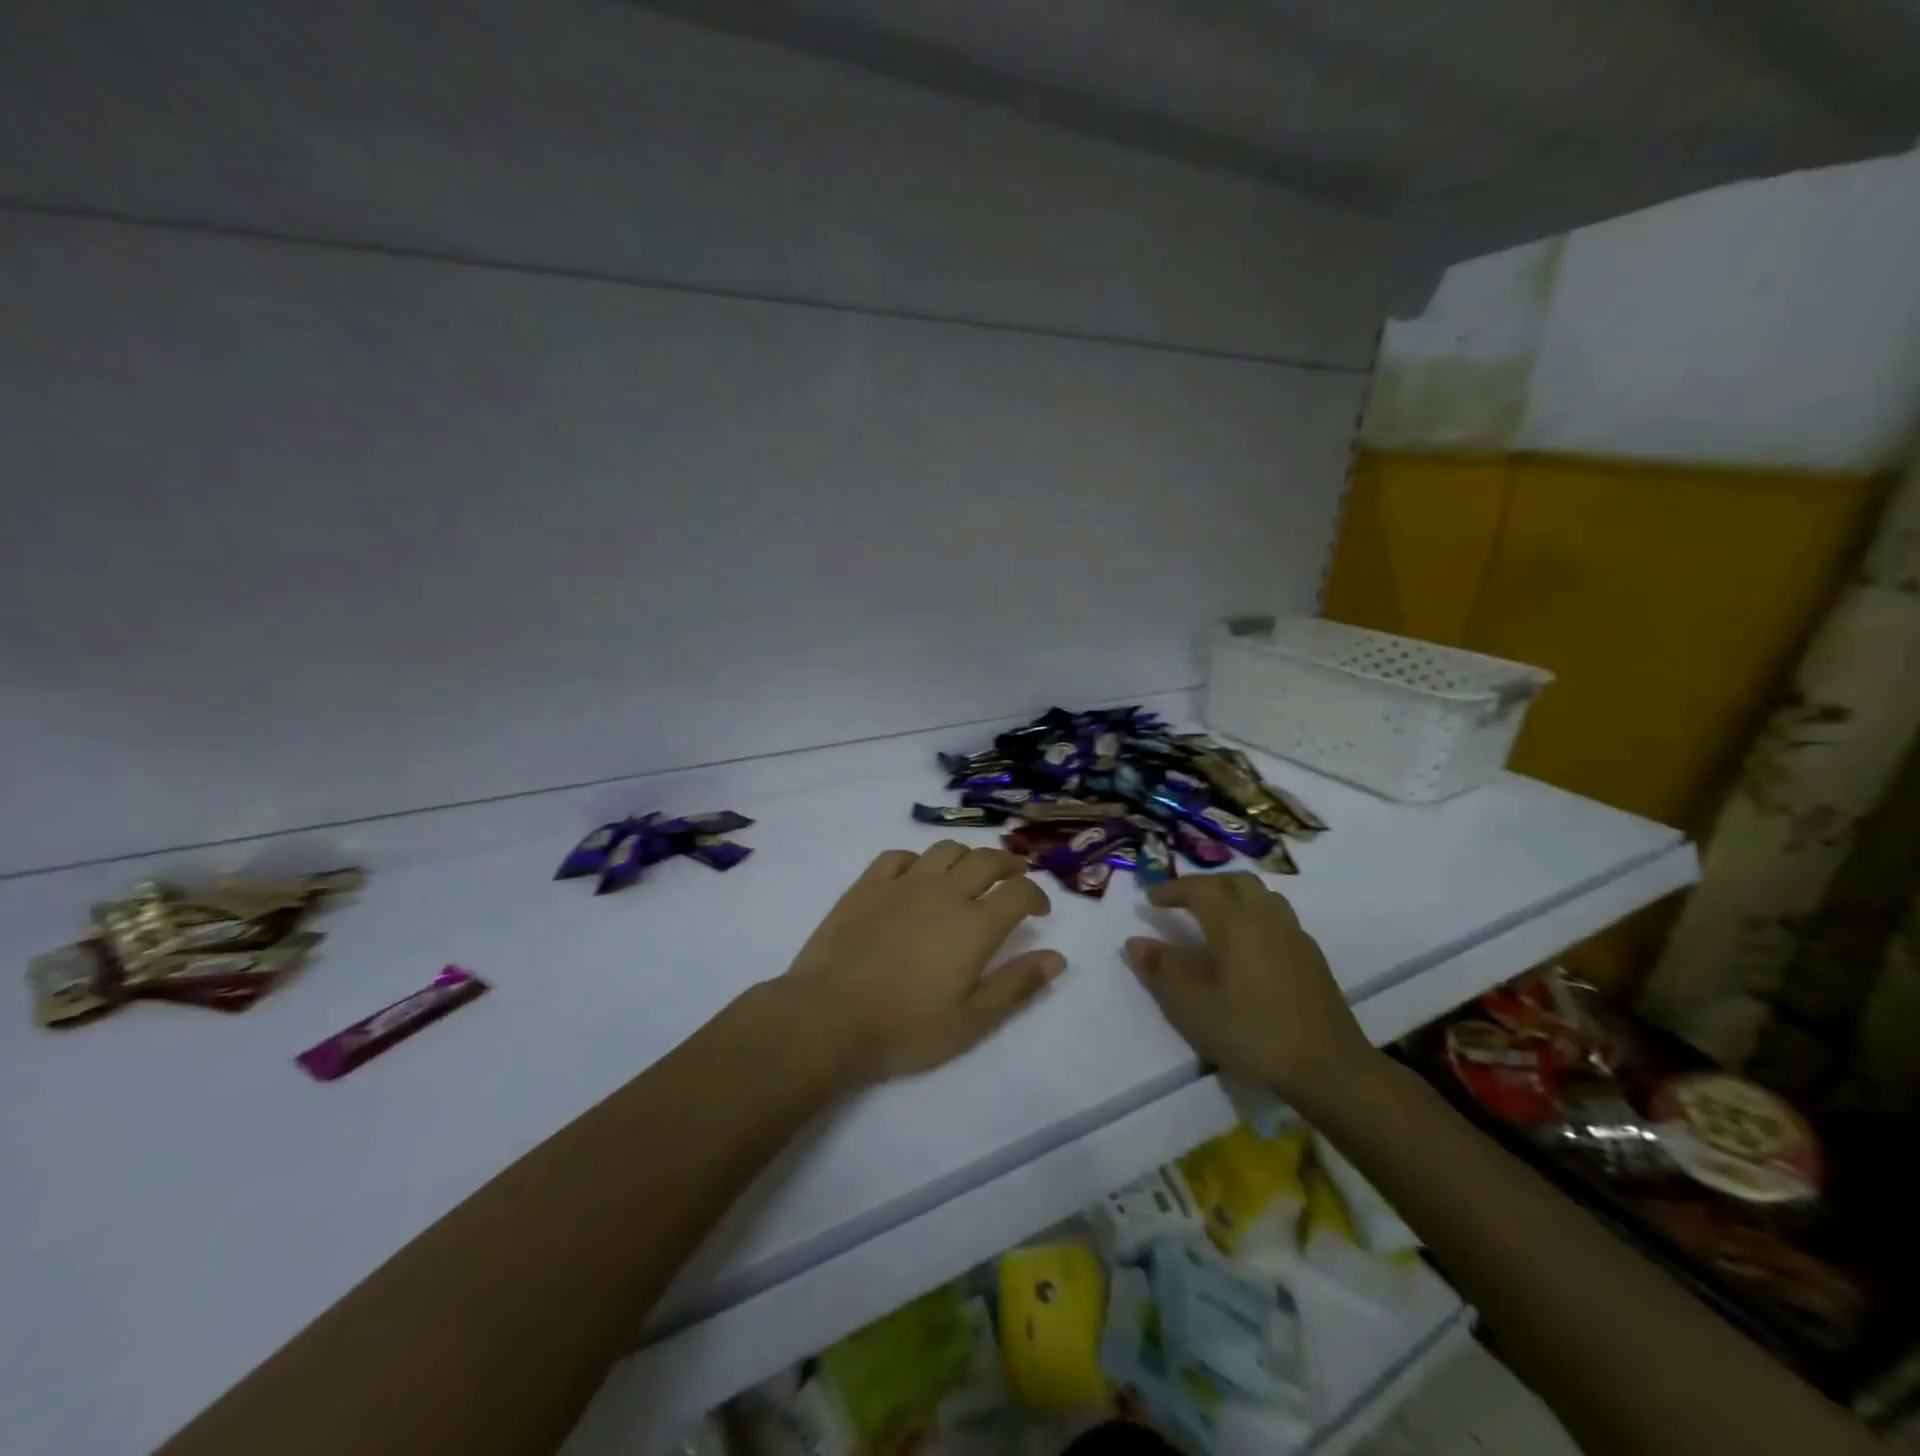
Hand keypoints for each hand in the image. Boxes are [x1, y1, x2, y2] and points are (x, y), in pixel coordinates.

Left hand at [783, 841, 1065, 1084]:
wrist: (828, 1017)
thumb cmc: (905, 1028)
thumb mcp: (971, 1020)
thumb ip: (1016, 985)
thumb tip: (1057, 957)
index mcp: (975, 924)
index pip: (1019, 892)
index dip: (1036, 895)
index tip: (1040, 910)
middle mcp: (944, 892)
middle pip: (986, 860)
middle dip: (1008, 863)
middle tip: (1015, 875)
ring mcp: (903, 884)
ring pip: (945, 850)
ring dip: (966, 855)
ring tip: (969, 871)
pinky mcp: (867, 885)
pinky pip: (898, 856)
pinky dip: (917, 859)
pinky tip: (916, 875)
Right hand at [1124, 873, 1374, 1105]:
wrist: (1328, 1066)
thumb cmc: (1251, 1031)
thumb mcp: (1193, 1005)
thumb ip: (1162, 969)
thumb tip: (1135, 941)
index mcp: (1234, 922)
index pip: (1199, 888)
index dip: (1172, 888)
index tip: (1150, 898)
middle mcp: (1266, 917)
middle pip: (1234, 882)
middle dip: (1204, 885)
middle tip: (1181, 901)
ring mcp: (1294, 935)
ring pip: (1261, 896)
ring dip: (1232, 896)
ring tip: (1213, 916)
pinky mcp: (1311, 957)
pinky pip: (1277, 917)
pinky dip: (1253, 916)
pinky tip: (1247, 946)